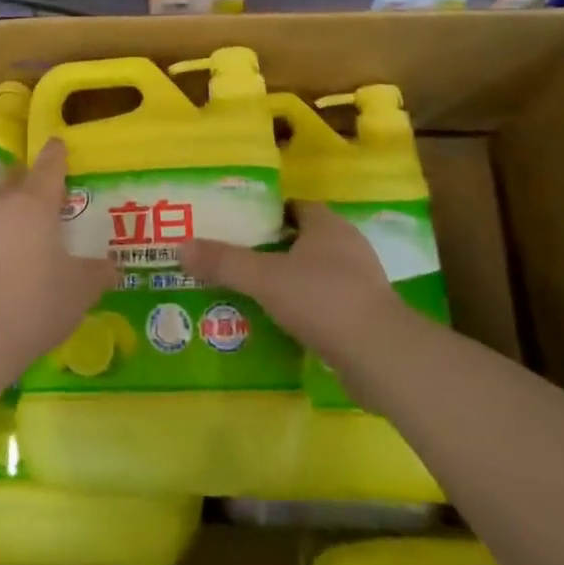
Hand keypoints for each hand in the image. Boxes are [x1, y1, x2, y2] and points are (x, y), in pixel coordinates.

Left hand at [0, 138, 112, 373]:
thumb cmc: (32, 305)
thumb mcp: (79, 293)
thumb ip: (97, 274)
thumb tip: (111, 267)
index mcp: (33, 203)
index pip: (48, 166)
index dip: (55, 155)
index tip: (56, 145)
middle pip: (9, 177)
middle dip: (21, 182)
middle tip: (31, 199)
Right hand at [180, 202, 404, 364]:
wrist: (382, 358)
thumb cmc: (323, 300)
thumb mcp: (265, 278)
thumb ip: (224, 262)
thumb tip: (181, 246)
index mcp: (328, 226)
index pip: (294, 207)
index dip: (266, 213)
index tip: (238, 225)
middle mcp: (348, 247)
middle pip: (303, 240)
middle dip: (273, 249)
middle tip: (238, 261)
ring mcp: (362, 284)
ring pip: (315, 274)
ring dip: (289, 283)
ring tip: (253, 295)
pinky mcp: (366, 318)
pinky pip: (327, 305)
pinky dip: (306, 311)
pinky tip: (282, 326)